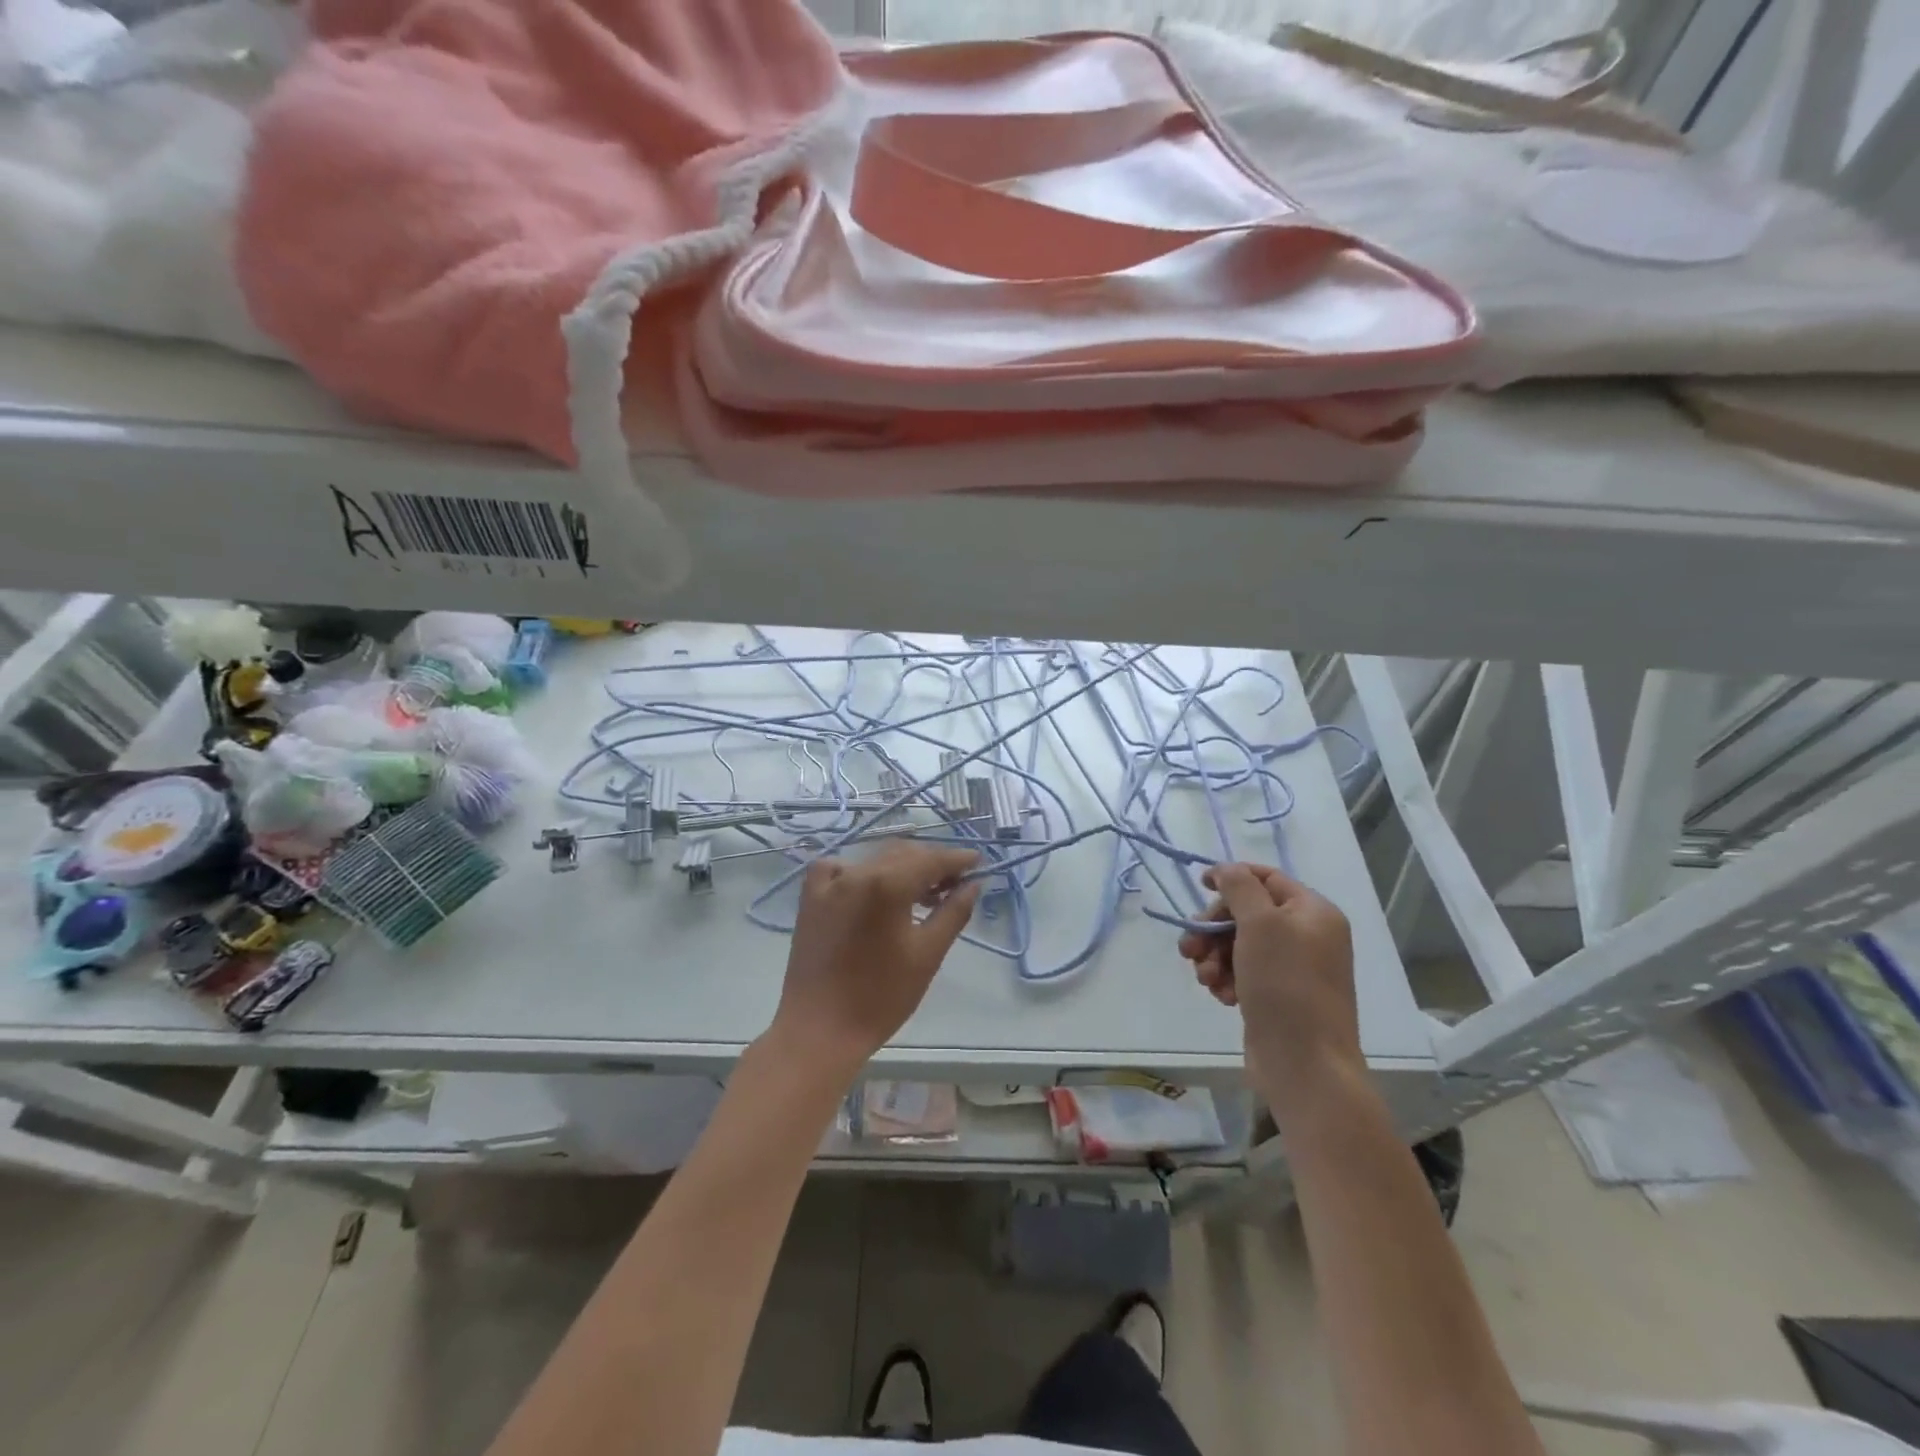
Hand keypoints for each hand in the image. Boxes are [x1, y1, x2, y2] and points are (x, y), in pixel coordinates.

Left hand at [770, 841, 980, 1078]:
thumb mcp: (928, 954)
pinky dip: (862, 872)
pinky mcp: (810, 897)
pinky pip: (841, 868)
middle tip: (955, 884)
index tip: (978, 862)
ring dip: (902, 867)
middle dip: (932, 863)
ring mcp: (828, 882)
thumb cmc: (881, 996)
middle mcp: (856, 871)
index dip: (957, 859)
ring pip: (875, 859)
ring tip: (923, 893)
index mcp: (887, 883)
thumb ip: (953, 912)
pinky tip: (871, 889)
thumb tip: (973, 884)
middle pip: (904, 853)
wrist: (820, 1029)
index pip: (931, 859)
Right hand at [1178, 863, 1361, 1120]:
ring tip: (1205, 978)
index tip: (1199, 885)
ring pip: (1238, 944)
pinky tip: (1221, 996)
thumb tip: (1226, 869)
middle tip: (1191, 947)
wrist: (1304, 1065)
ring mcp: (1293, 968)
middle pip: (1247, 912)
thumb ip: (1239, 887)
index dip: (1231, 877)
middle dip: (1214, 928)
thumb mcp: (1260, 924)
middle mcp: (1307, 936)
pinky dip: (1226, 978)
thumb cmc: (1285, 985)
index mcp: (1313, 912)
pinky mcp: (1277, 996)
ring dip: (1214, 956)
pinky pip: (1242, 972)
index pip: (1266, 878)